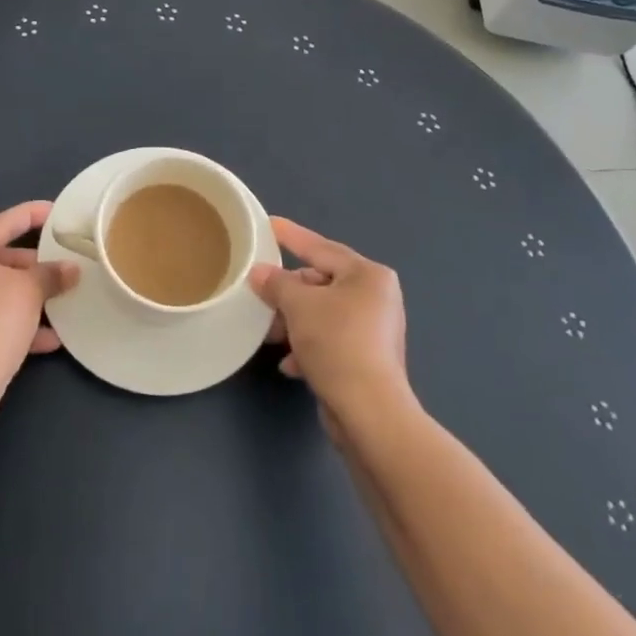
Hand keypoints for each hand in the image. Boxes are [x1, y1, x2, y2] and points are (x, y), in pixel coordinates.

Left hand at [0, 201, 78, 405]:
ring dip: (26, 296)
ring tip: (59, 302)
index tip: (57, 212)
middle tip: (62, 266)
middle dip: (33, 265)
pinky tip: (47, 339)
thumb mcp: (29, 291)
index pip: (2, 222)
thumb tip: (70, 269)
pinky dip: (12, 321)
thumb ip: (51, 274)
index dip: (33, 215)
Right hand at [249, 217, 408, 422]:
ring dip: (294, 322)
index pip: (321, 248)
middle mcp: (376, 297)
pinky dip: (308, 346)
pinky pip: (330, 341)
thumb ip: (276, 283)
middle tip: (260, 294)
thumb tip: (259, 273)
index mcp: (368, 275)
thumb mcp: (299, 305)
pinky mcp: (367, 359)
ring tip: (270, 334)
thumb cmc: (337, 343)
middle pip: (321, 283)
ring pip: (323, 314)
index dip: (292, 236)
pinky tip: (290, 363)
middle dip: (288, 293)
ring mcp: (374, 330)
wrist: (368, 411)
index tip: (269, 224)